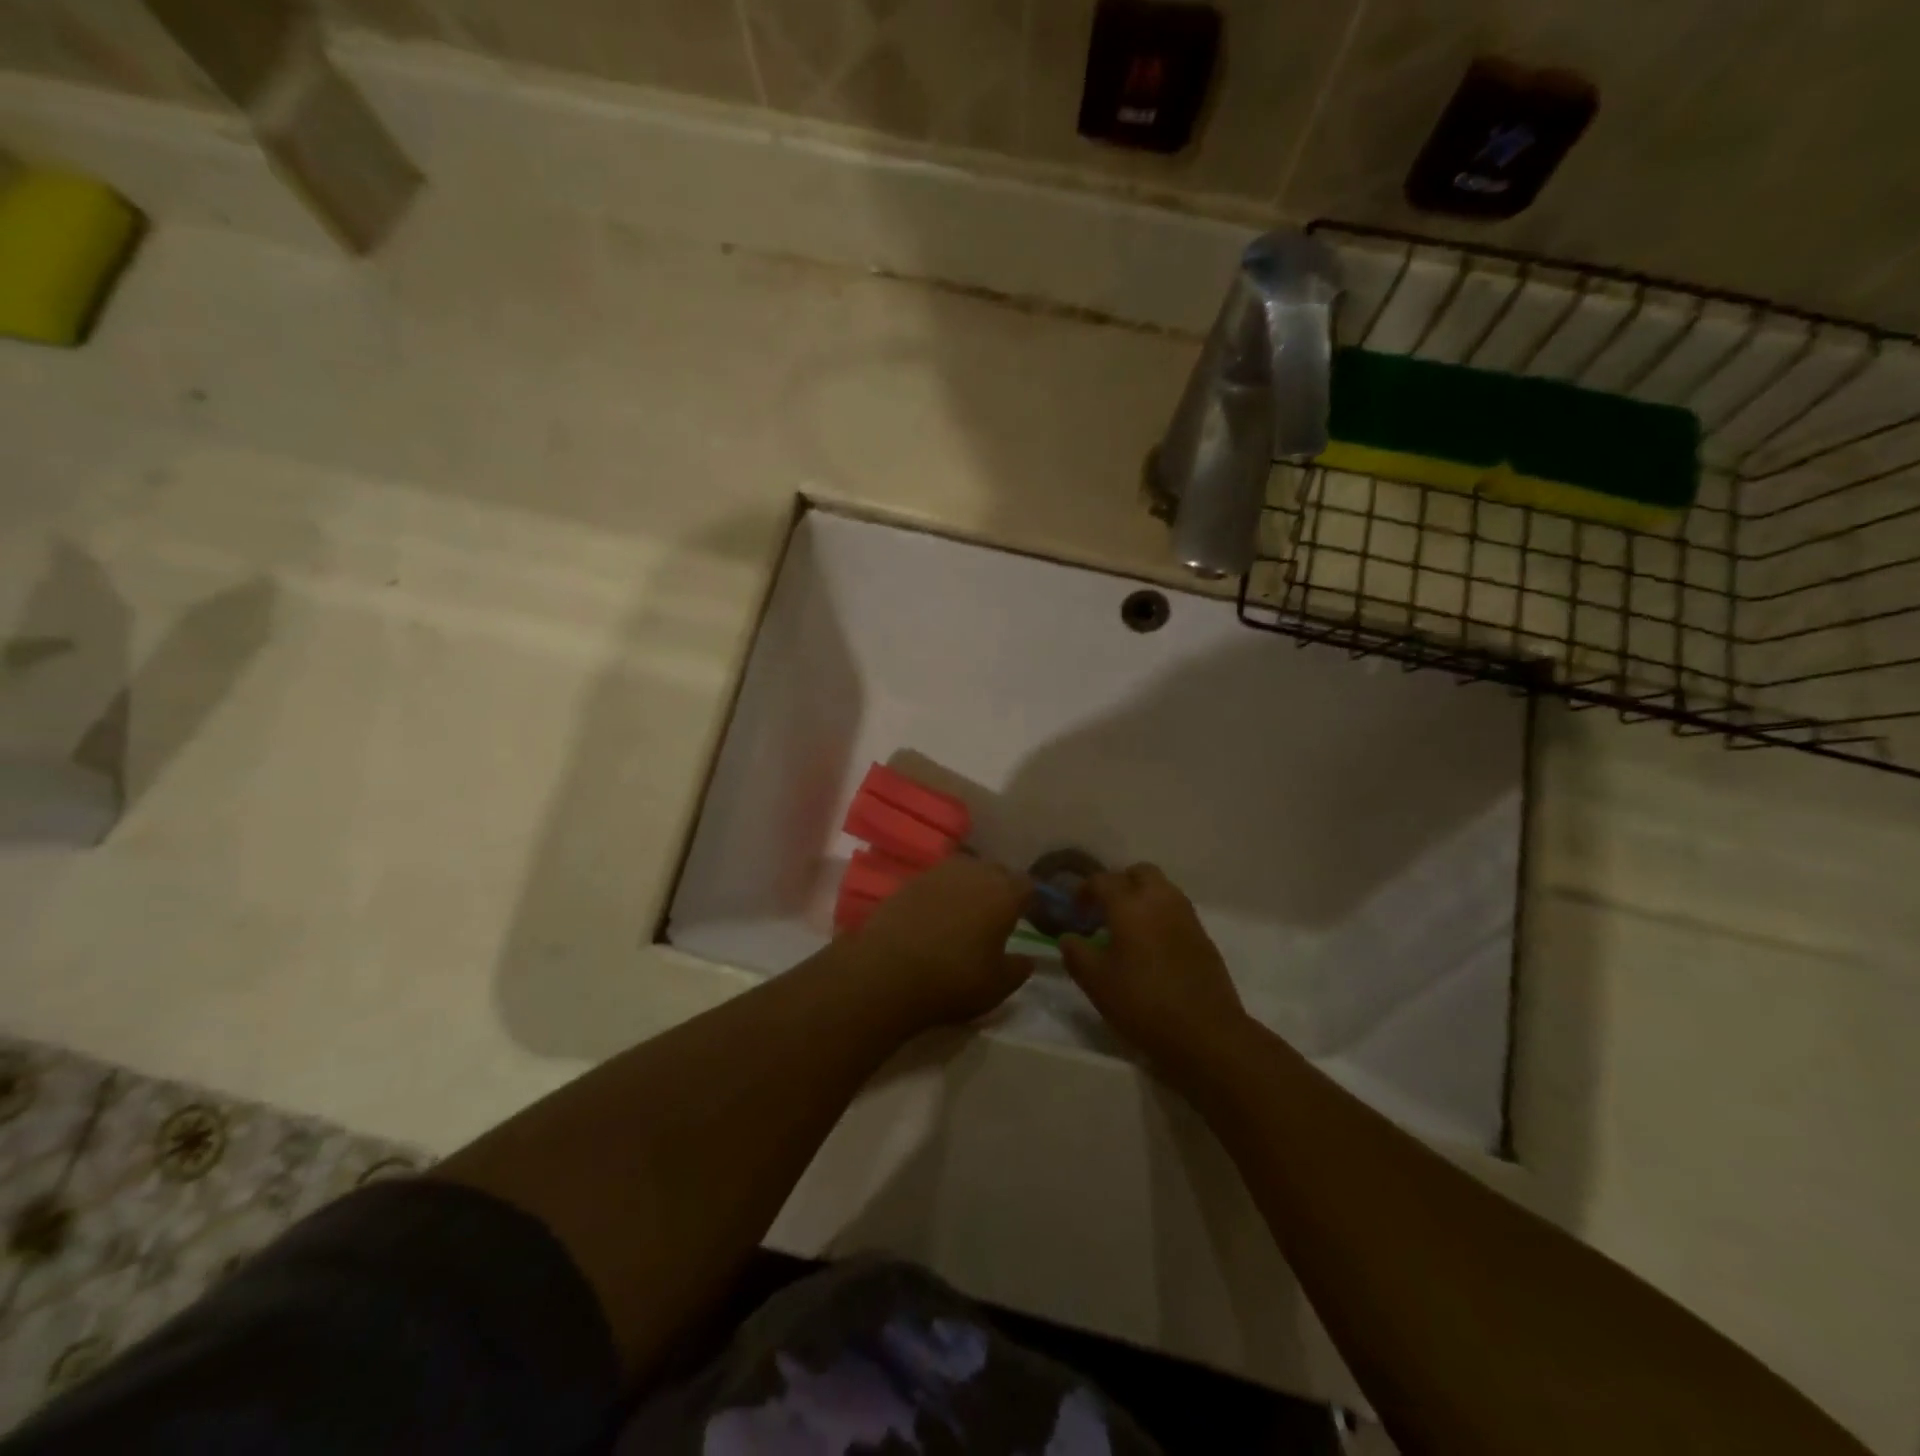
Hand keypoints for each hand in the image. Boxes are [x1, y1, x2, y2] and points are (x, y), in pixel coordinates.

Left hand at [846, 857, 1033, 1029]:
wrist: (887, 971)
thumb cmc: (954, 979)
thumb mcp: (997, 986)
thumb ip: (1018, 969)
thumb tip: (1026, 958)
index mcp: (1004, 892)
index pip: (1027, 885)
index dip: (1027, 902)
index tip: (1024, 919)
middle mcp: (974, 871)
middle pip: (996, 872)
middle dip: (999, 890)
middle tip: (994, 918)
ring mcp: (939, 871)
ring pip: (965, 872)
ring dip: (968, 888)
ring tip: (963, 915)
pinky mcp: (910, 879)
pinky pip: (937, 882)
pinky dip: (940, 895)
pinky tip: (934, 918)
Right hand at [1060, 864, 1248, 1078]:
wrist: (1205, 1033)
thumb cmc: (1142, 1003)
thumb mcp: (1096, 982)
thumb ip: (1076, 953)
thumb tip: (1069, 938)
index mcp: (1130, 904)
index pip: (1102, 880)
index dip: (1084, 891)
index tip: (1075, 912)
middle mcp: (1161, 900)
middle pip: (1139, 873)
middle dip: (1119, 884)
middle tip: (1104, 912)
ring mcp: (1187, 916)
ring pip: (1162, 889)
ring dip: (1142, 899)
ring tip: (1127, 929)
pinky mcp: (1203, 936)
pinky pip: (1176, 911)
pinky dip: (1160, 917)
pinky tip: (1151, 948)